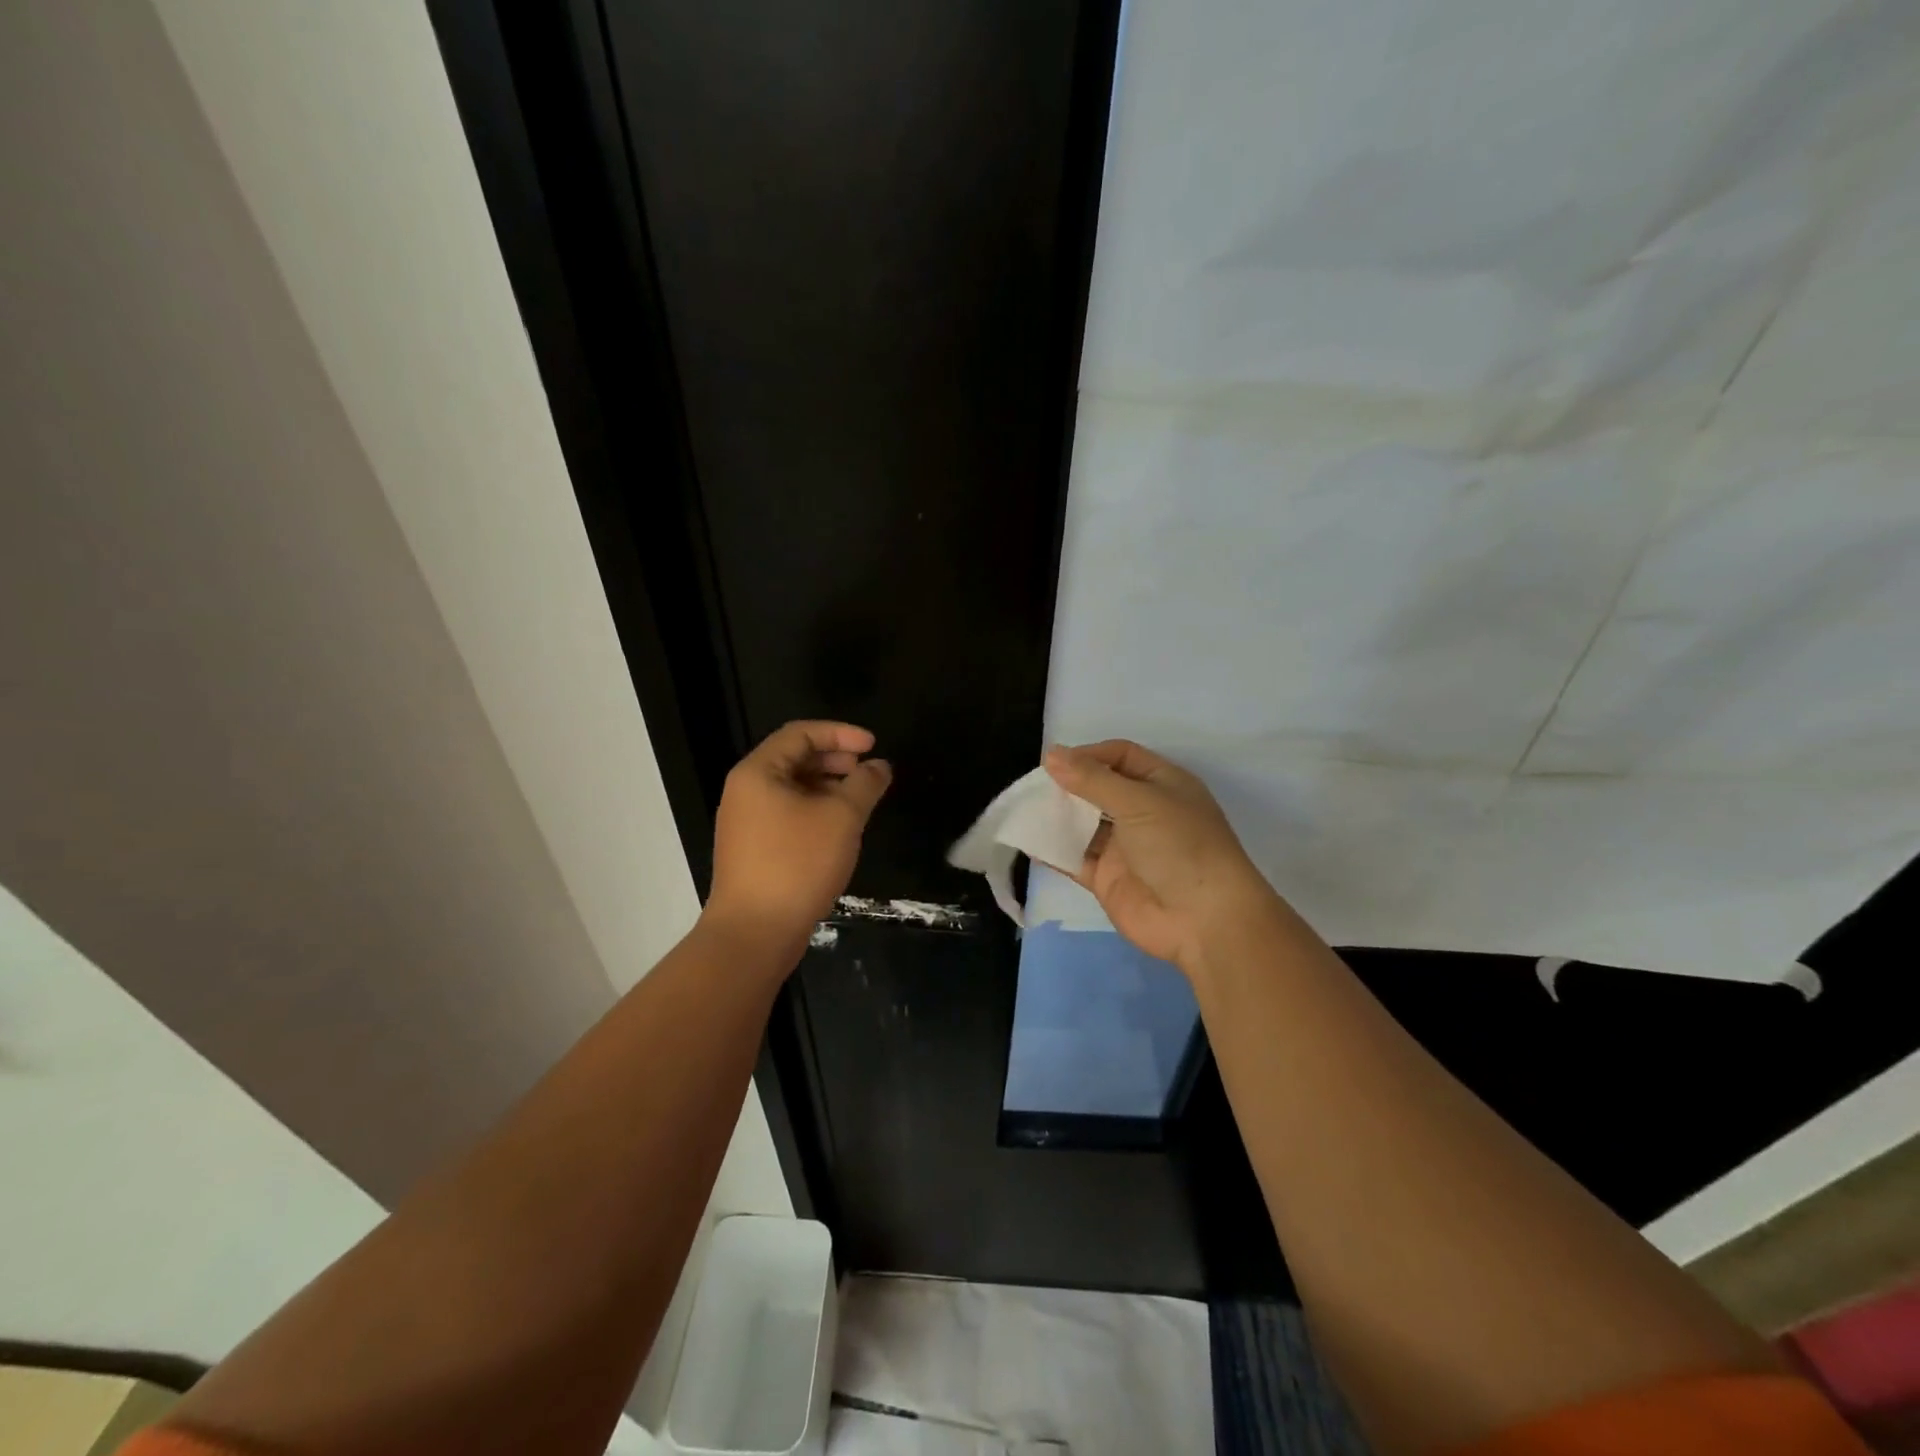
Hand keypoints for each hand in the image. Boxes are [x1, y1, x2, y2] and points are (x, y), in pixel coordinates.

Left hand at [706, 721, 891, 952]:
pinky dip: (816, 810)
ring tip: (859, 801)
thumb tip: (879, 766)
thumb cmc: (797, 864)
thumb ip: (865, 784)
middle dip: (835, 759)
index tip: (873, 745)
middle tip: (867, 772)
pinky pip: (788, 814)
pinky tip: (840, 829)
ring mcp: (747, 822)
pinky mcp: (754, 849)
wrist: (755, 932)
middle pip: (794, 758)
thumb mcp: (841, 817)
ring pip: (793, 789)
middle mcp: (746, 791)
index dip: (841, 733)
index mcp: (758, 772)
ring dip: (829, 787)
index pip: (800, 733)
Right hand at [1044, 740, 1276, 971]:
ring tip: (1022, 808)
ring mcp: (1124, 847)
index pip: (1121, 756)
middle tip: (1033, 786)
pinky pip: (1074, 858)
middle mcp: (1143, 812)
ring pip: (1083, 823)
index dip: (1089, 755)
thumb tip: (1051, 755)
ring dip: (1056, 816)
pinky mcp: (1107, 878)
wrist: (1204, 921)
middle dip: (1068, 785)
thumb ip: (1092, 779)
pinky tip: (1026, 840)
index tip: (1054, 762)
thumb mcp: (1139, 802)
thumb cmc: (1180, 846)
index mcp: (1162, 784)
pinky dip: (1052, 850)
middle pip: (1098, 788)